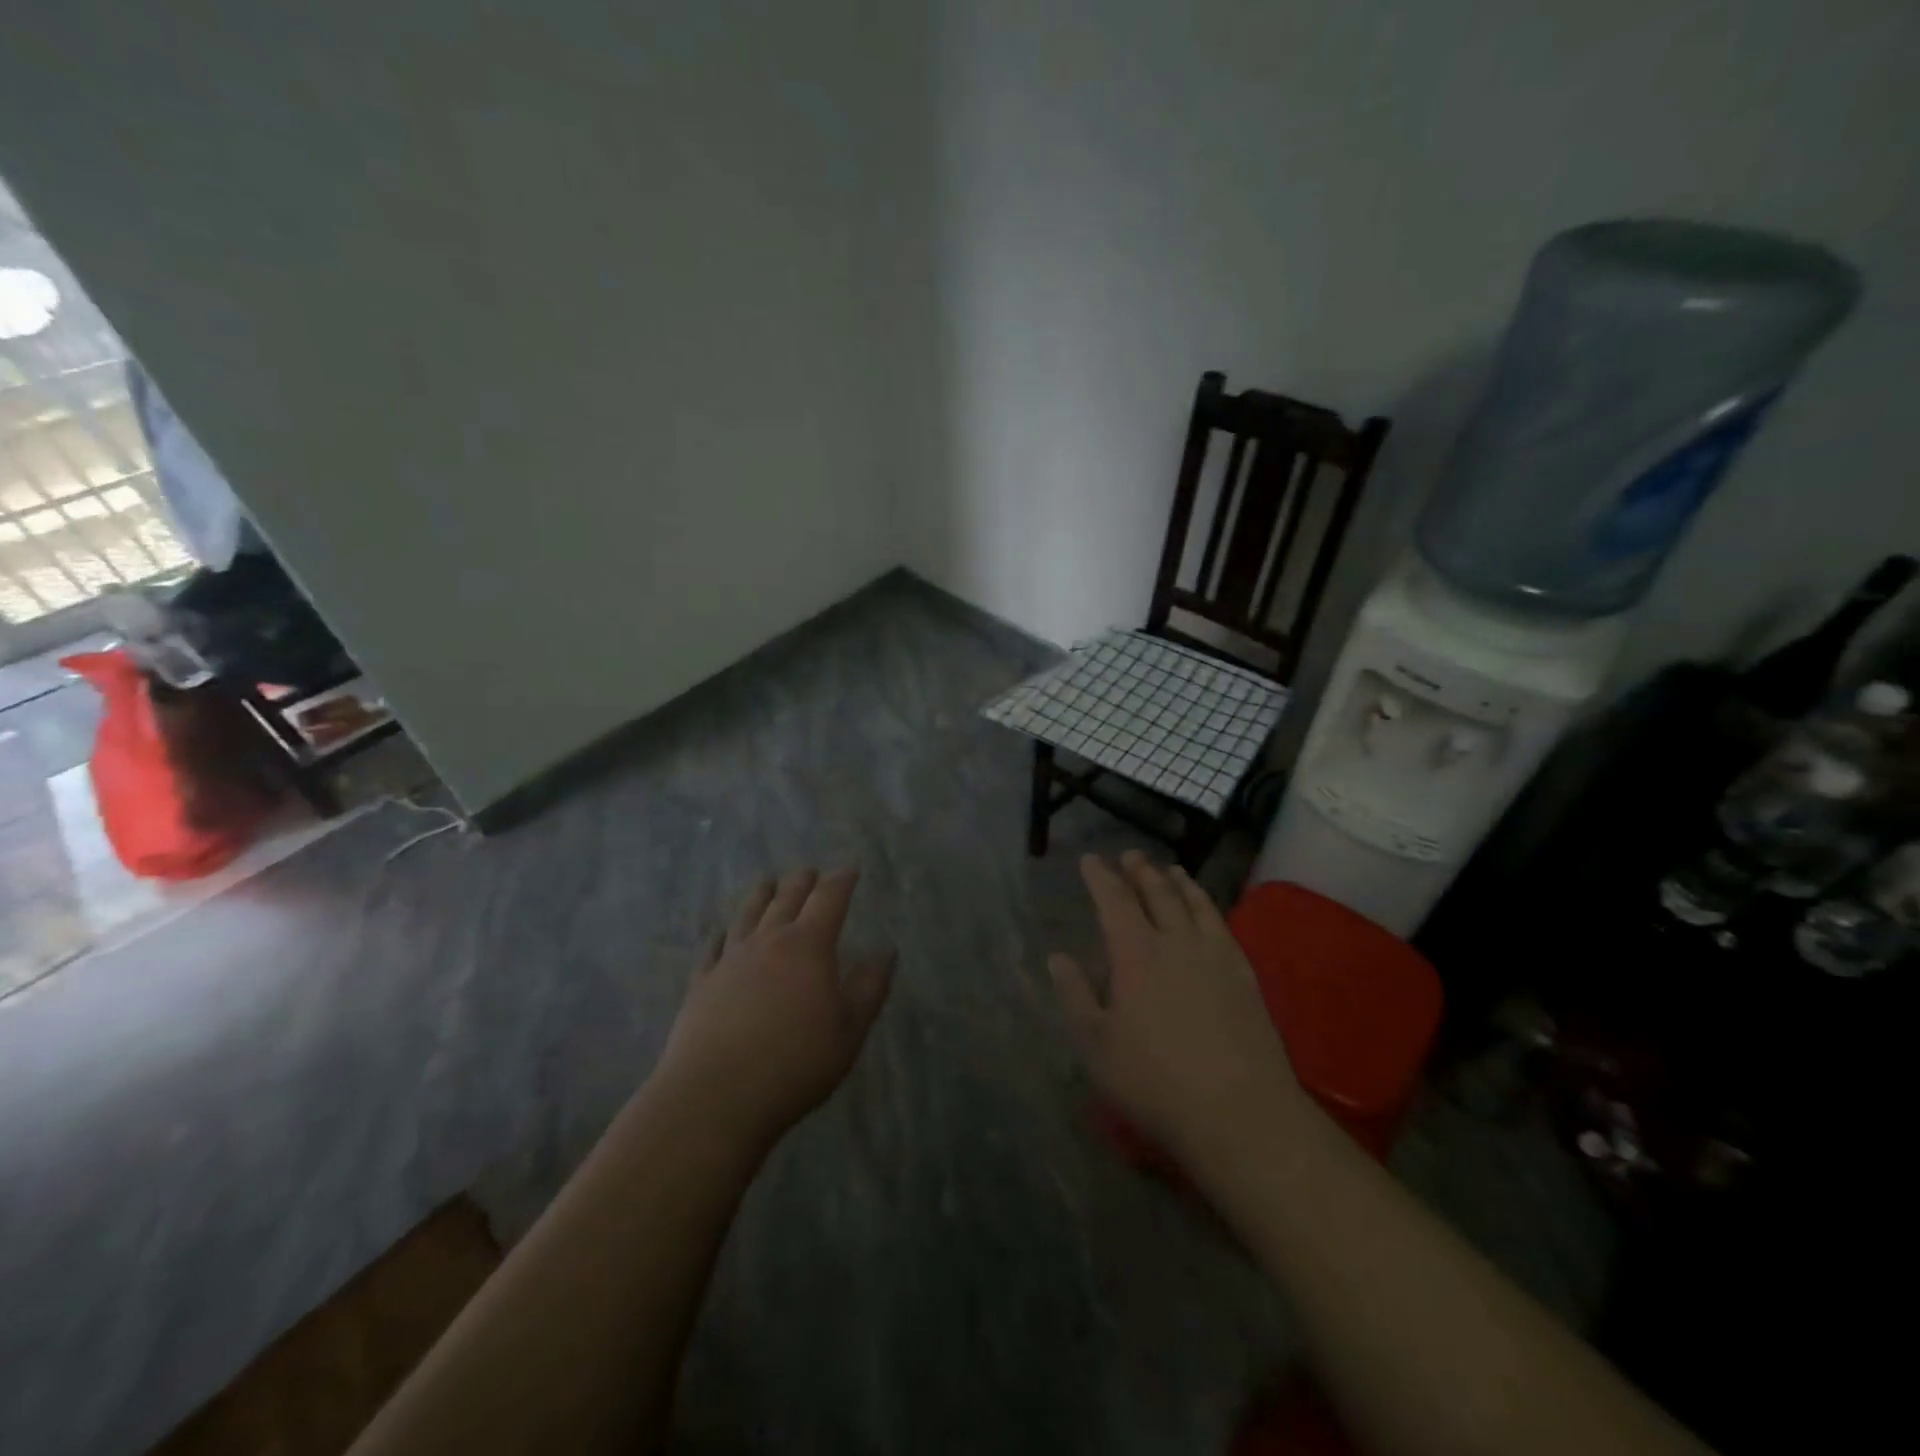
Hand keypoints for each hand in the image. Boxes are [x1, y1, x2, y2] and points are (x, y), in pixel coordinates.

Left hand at [658, 868, 893, 1148]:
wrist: (716, 1095)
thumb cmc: (795, 1064)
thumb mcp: (849, 1031)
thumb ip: (870, 988)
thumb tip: (886, 951)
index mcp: (808, 947)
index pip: (828, 900)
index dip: (841, 881)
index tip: (849, 869)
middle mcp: (768, 942)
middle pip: (787, 899)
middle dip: (802, 882)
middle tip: (810, 872)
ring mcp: (730, 960)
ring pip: (748, 915)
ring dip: (761, 895)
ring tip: (768, 882)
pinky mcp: (702, 982)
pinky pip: (713, 947)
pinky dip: (721, 934)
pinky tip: (721, 932)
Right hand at [1050, 852, 1304, 1162]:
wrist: (1239, 1111)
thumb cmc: (1155, 1081)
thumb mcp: (1097, 1045)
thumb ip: (1075, 996)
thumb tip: (1057, 957)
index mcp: (1135, 954)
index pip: (1113, 901)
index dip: (1100, 877)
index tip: (1090, 859)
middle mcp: (1175, 942)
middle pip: (1156, 893)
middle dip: (1140, 871)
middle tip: (1130, 855)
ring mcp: (1214, 955)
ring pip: (1193, 903)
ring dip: (1177, 882)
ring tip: (1170, 869)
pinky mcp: (1243, 974)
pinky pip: (1221, 924)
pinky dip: (1208, 906)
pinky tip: (1207, 910)